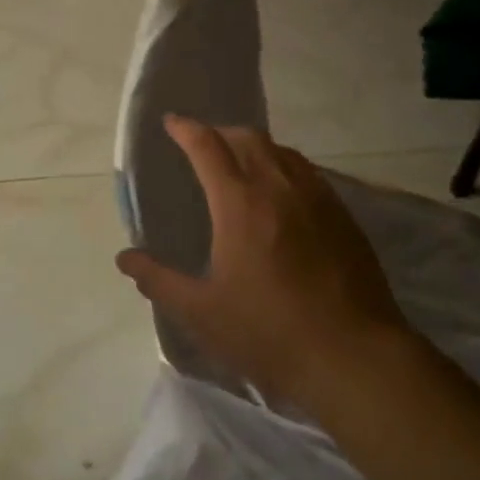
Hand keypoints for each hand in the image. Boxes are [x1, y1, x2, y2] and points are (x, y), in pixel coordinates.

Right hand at [116, 116, 410, 408]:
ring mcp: (317, 198)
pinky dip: (285, 167)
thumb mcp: (202, 313)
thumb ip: (159, 281)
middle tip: (204, 145)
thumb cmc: (269, 333)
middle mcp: (280, 187)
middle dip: (221, 132)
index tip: (171, 123)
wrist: (353, 356)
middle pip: (248, 138)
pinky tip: (282, 194)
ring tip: (241, 164)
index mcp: (240, 203)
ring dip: (255, 147)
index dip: (187, 129)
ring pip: (282, 151)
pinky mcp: (343, 216)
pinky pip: (307, 172)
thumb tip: (126, 258)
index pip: (208, 147)